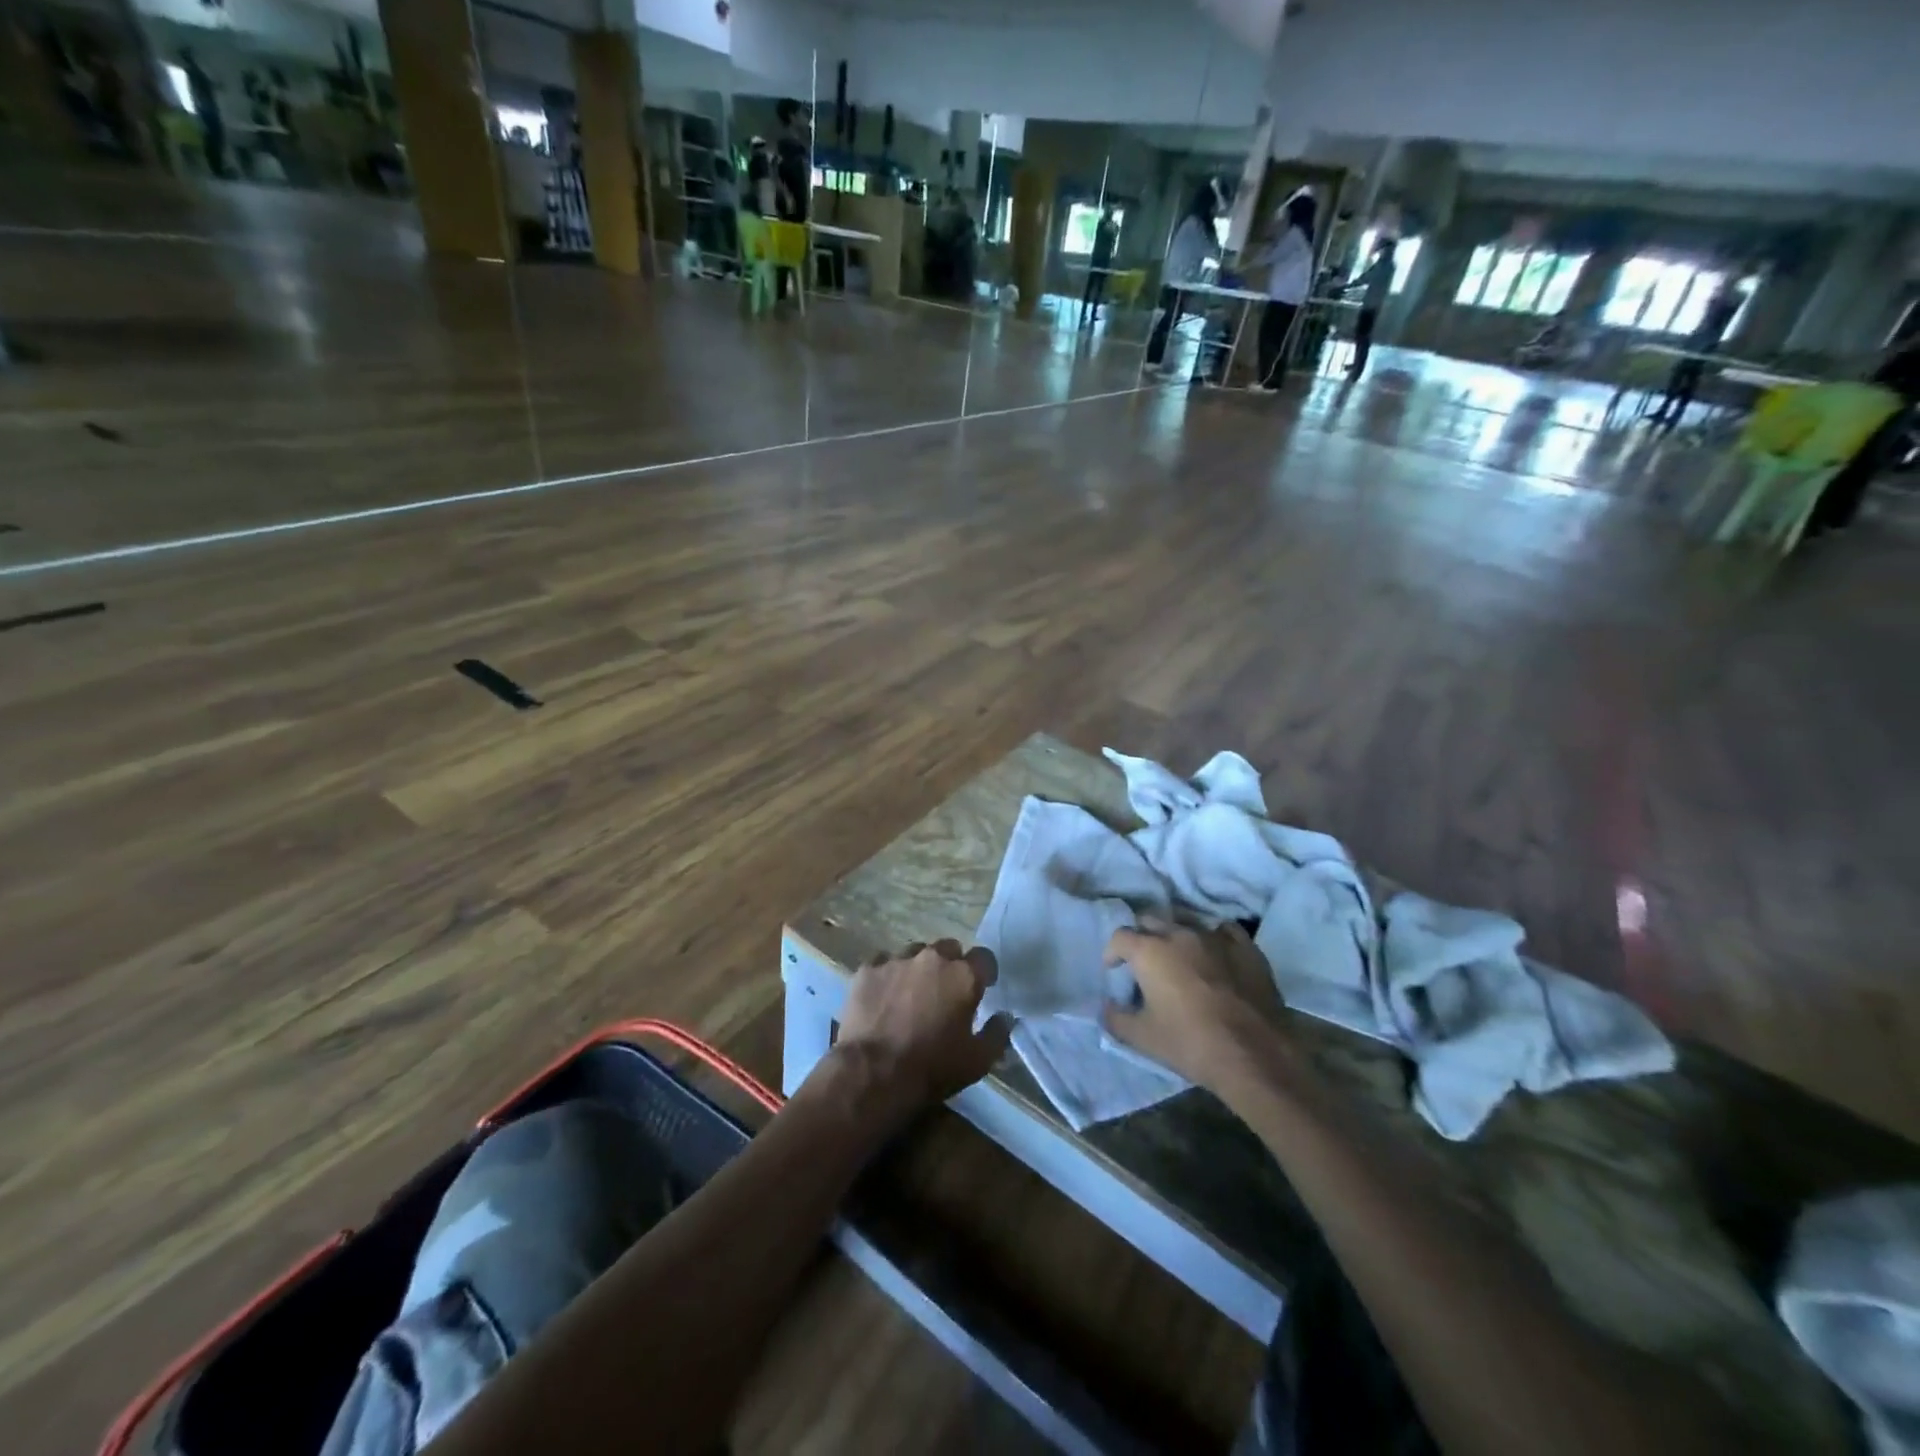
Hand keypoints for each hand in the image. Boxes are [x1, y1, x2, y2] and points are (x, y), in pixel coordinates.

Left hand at [836, 939, 1013, 1112]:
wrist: (874, 1073)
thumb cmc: (932, 1068)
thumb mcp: (978, 1061)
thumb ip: (997, 1033)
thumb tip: (1006, 1016)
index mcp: (963, 976)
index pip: (984, 957)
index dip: (984, 971)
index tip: (982, 986)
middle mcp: (932, 958)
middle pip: (948, 948)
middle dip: (950, 965)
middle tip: (945, 991)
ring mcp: (898, 960)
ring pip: (915, 952)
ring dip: (919, 967)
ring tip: (911, 992)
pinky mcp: (869, 968)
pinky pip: (883, 962)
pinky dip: (888, 974)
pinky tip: (884, 995)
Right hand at [1101, 921, 1289, 1092]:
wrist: (1254, 1054)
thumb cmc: (1190, 1043)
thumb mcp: (1142, 1038)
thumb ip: (1116, 1018)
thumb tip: (1106, 1006)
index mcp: (1150, 951)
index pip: (1120, 937)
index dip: (1112, 952)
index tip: (1115, 970)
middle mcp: (1179, 934)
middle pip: (1151, 920)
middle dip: (1141, 936)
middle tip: (1142, 961)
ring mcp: (1215, 937)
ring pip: (1186, 921)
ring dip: (1175, 933)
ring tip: (1177, 955)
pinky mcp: (1245, 947)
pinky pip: (1222, 930)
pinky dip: (1212, 937)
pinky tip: (1214, 953)